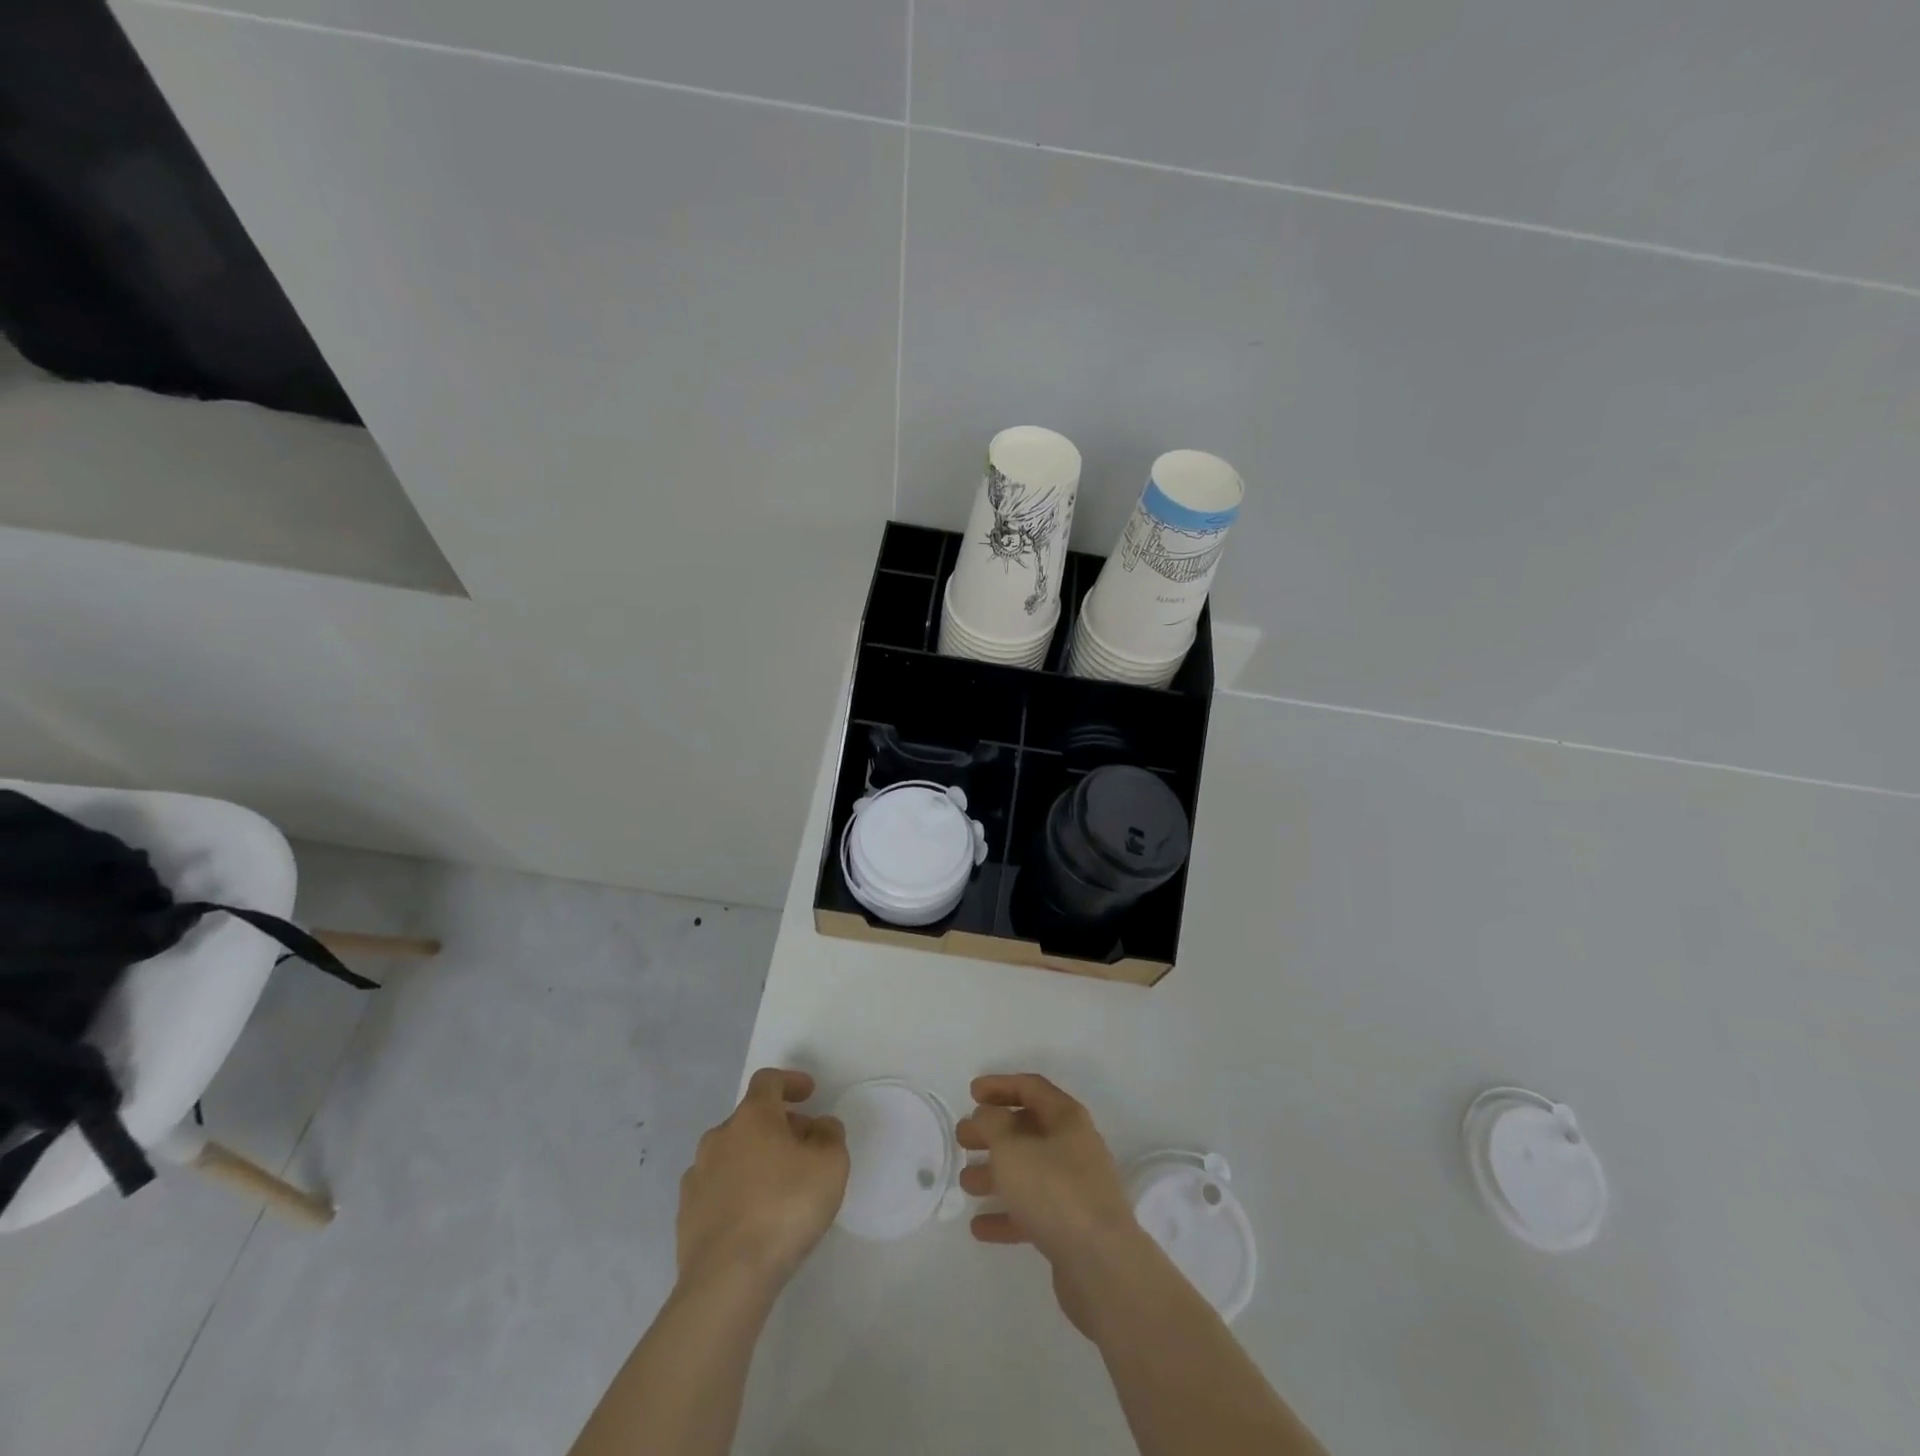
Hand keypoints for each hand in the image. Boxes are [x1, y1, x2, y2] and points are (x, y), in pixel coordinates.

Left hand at [676, 1068, 848, 1292]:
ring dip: (755, 1158)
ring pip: (731, 1153)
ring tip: (778, 1186)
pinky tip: (753, 1216)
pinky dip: (736, 1190)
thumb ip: (830, 1135)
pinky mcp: (686, 1214)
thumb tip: (818, 1126)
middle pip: (750, 1118)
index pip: (768, 1081)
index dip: (790, 1081)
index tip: (809, 1093)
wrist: (726, 1280)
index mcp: (752, 1117)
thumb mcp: (831, 1165)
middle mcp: (719, 1137)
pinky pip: (717, 1188)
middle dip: (778, 1125)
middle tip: (803, 1147)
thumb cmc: (785, 1208)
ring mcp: (697, 1176)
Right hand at [957, 1074, 1148, 1336]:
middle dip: (993, 1132)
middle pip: (1028, 1130)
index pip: (1031, 1088)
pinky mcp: (1071, 1227)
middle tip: (962, 1138)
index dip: (1000, 1085)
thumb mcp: (1011, 1148)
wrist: (1101, 1265)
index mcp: (1067, 1118)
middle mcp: (1074, 1147)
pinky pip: (1033, 1211)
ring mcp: (1075, 1188)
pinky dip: (1007, 1214)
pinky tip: (979, 1226)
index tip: (971, 1093)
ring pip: (1028, 1171)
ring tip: (965, 1182)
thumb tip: (986, 1116)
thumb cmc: (1054, 1191)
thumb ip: (991, 1124)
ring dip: (996, 1174)